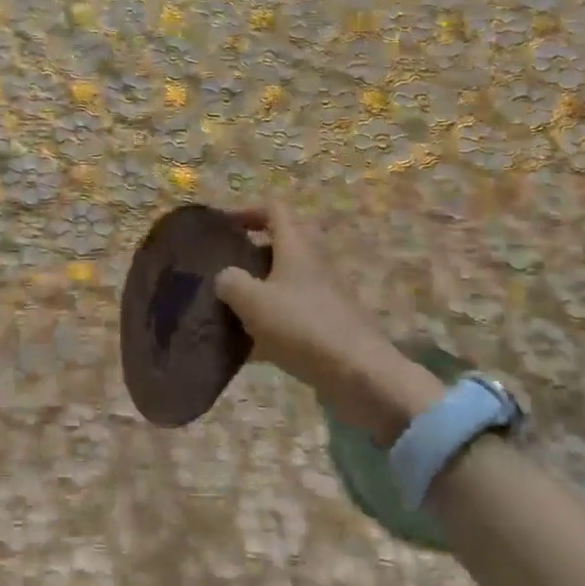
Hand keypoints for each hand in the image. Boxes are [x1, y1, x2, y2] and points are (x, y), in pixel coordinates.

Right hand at [215, 202, 442, 441]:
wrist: (361, 375)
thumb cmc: (302, 327)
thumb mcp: (252, 301)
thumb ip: (230, 282)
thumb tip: (226, 277)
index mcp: (296, 247)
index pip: (275, 210)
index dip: (247, 211)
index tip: (223, 226)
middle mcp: (315, 263)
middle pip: (284, 243)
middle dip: (254, 251)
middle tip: (227, 266)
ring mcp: (328, 294)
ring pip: (289, 279)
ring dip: (262, 287)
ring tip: (233, 306)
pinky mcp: (333, 323)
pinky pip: (297, 311)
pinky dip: (275, 319)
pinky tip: (254, 345)